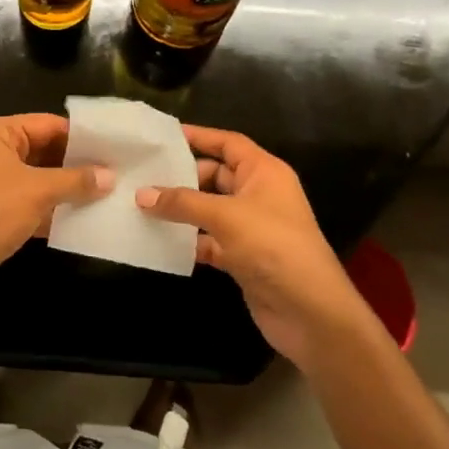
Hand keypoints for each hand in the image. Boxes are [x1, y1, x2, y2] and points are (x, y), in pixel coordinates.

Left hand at [0, 114, 110, 310]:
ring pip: (40, 178)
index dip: (81, 136)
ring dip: (68, 188)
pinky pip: (31, 203)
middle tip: (118, 172)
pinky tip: (84, 220)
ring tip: (110, 194)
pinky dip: (54, 210)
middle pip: (44, 150)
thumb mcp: (37, 192)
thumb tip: (110, 176)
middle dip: (78, 164)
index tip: (116, 147)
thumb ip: (75, 180)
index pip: (47, 124)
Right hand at [136, 125, 374, 370]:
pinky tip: (158, 240)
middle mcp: (258, 194)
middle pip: (214, 176)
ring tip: (139, 205)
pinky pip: (208, 240)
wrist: (310, 312)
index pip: (228, 143)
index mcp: (264, 172)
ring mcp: (250, 227)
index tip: (162, 136)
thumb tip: (141, 194)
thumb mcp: (225, 216)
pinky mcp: (242, 257)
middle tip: (140, 176)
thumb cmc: (273, 247)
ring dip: (180, 211)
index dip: (199, 136)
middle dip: (181, 177)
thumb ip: (182, 203)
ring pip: (208, 210)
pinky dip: (187, 240)